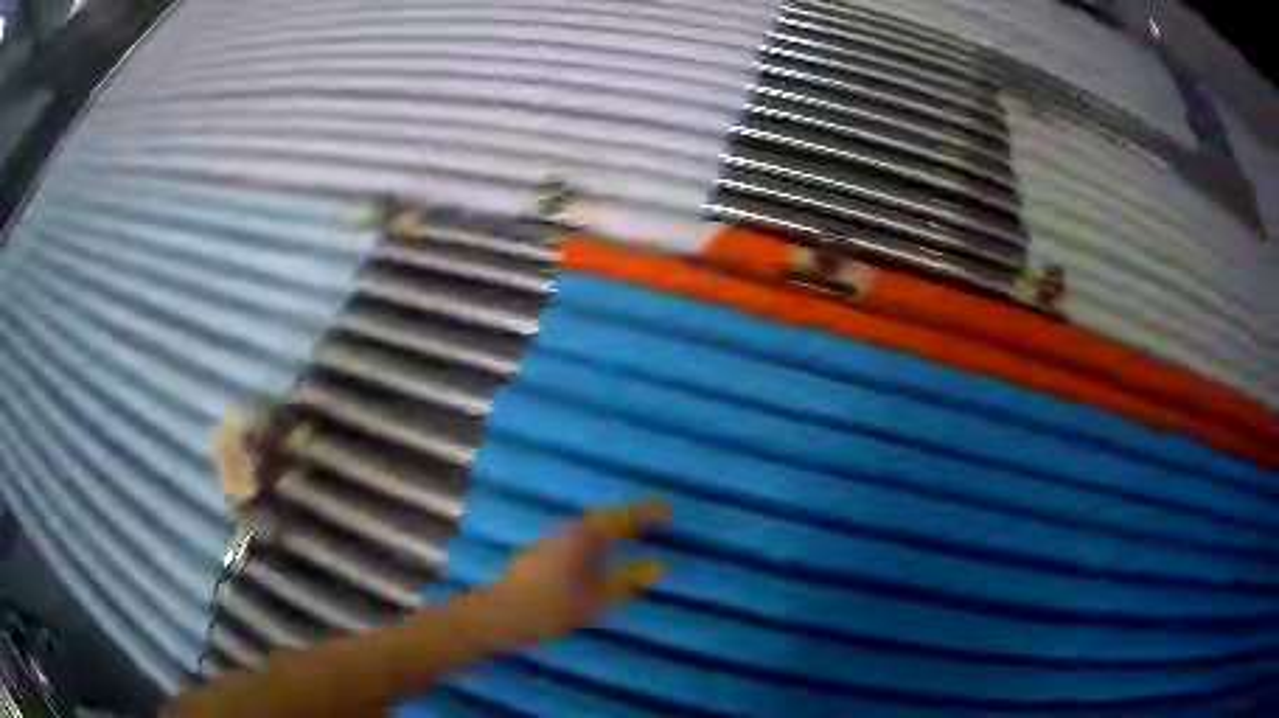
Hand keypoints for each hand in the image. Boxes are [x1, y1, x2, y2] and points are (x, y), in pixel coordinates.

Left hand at [472, 501, 670, 650]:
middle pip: (602, 521)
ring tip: (632, 543)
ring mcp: (547, 545)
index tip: (668, 510)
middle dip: (628, 520)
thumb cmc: (544, 609)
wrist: (492, 618)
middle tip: (654, 525)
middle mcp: (563, 535)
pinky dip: (595, 547)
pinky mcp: (538, 559)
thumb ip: (625, 582)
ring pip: (587, 533)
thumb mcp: (591, 601)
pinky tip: (597, 564)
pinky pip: (576, 544)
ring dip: (610, 534)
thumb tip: (659, 566)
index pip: (619, 517)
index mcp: (579, 539)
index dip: (644, 511)